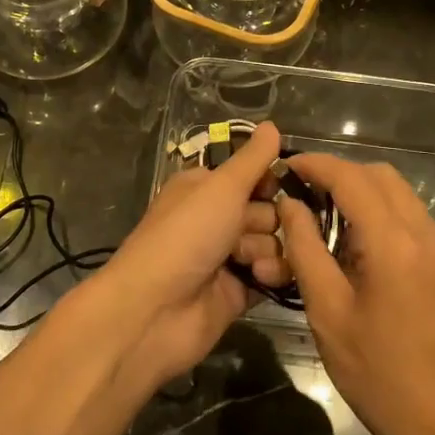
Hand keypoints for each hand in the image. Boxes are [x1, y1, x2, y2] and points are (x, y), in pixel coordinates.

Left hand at [78, 122, 289, 388]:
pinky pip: (271, 274)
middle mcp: (215, 219)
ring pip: (272, 243)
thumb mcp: (221, 188)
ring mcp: (226, 257)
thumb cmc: (185, 236)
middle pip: (267, 210)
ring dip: (268, 249)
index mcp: (205, 188)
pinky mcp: (237, 291)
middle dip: (268, 219)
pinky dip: (270, 275)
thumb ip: (252, 160)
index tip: (280, 184)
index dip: (268, 180)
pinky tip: (260, 279)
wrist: (154, 310)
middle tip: (249, 228)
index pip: (251, 175)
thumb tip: (271, 124)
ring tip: (249, 262)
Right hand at [274, 155, 434, 434]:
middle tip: (302, 194)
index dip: (315, 165)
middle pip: (379, 175)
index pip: (351, 178)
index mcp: (394, 243)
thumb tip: (290, 205)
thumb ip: (306, 250)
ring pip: (398, 193)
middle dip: (338, 174)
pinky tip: (356, 244)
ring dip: (360, 191)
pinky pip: (410, 217)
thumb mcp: (328, 313)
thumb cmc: (380, 375)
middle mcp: (425, 233)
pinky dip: (380, 213)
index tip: (285, 166)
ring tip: (324, 217)